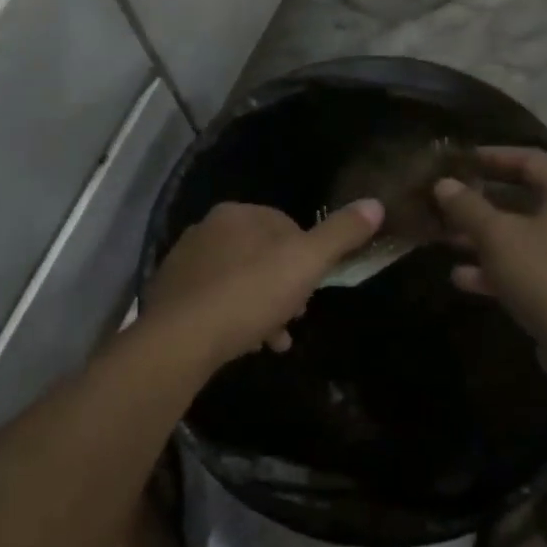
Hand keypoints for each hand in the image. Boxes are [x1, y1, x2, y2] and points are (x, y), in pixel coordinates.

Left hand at [141, 199, 384, 366]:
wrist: (180, 338)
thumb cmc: (249, 294)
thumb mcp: (306, 263)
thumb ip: (341, 234)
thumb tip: (376, 204)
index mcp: (238, 213)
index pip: (286, 226)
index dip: (307, 257)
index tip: (314, 288)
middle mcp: (207, 228)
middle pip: (261, 255)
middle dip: (284, 286)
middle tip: (296, 317)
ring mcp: (185, 261)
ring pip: (239, 280)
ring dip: (262, 307)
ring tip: (274, 340)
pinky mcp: (171, 293)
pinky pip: (214, 300)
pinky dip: (233, 317)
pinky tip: (244, 342)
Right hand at [432, 148, 546, 375]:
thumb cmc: (545, 274)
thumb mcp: (497, 236)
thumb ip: (468, 207)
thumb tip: (443, 184)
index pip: (529, 160)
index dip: (491, 157)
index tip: (458, 161)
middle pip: (524, 198)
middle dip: (481, 202)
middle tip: (446, 200)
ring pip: (523, 234)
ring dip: (484, 236)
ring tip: (444, 238)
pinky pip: (528, 264)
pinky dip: (498, 267)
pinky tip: (461, 277)